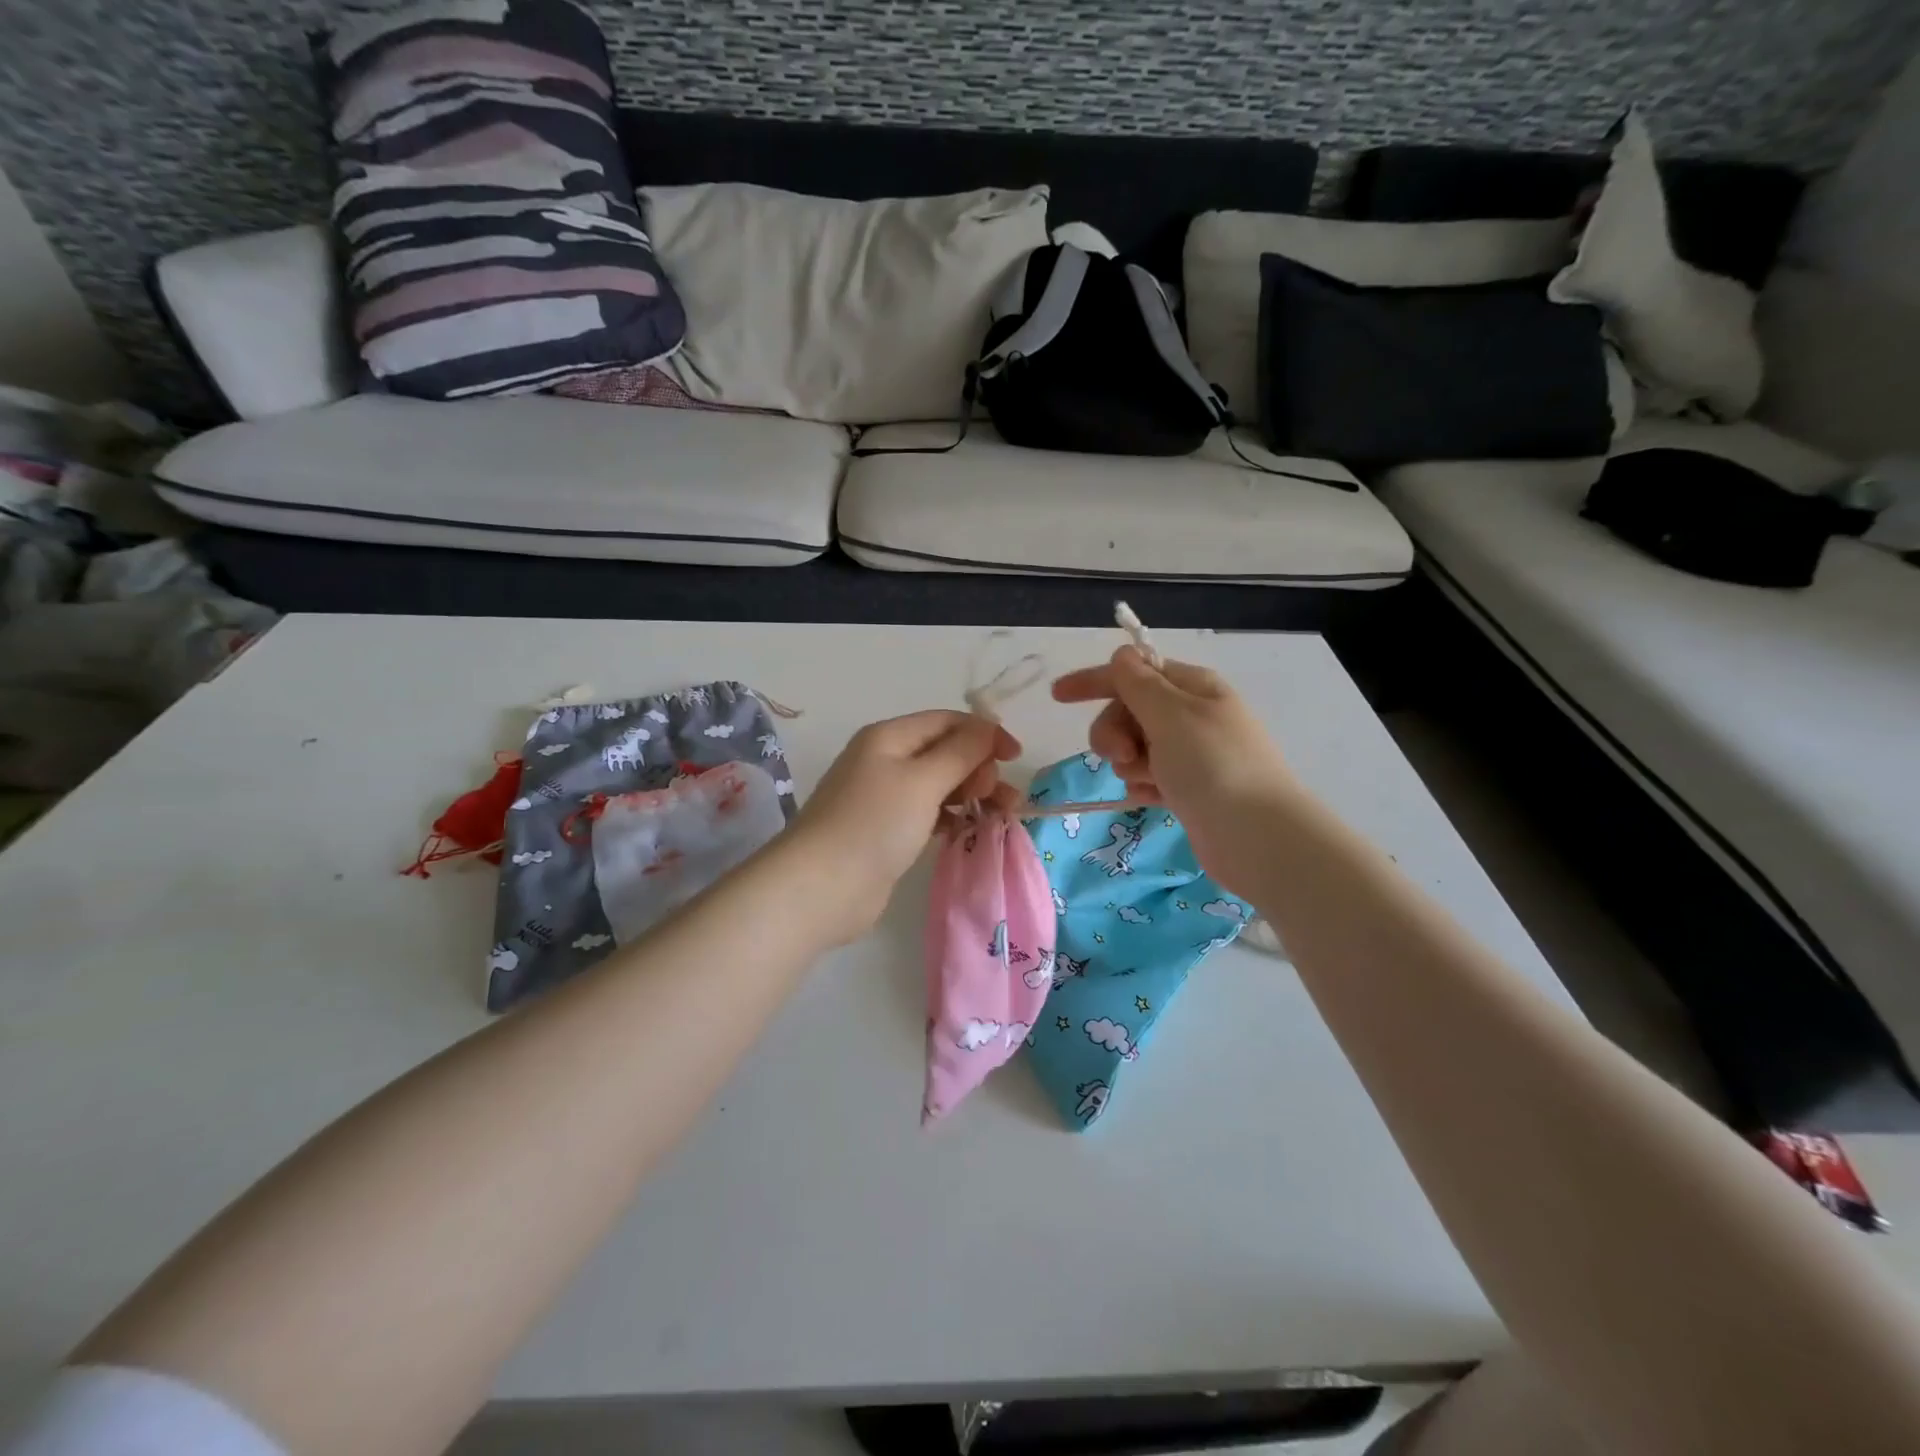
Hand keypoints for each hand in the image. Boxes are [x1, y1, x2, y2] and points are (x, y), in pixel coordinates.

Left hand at [789, 710, 1019, 940]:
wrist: (822, 888)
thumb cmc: (875, 824)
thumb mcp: (923, 781)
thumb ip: (961, 752)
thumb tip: (987, 727)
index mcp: (889, 737)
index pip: (946, 721)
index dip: (983, 733)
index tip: (1016, 757)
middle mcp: (884, 760)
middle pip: (944, 752)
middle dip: (978, 767)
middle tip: (997, 795)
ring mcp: (883, 797)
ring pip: (939, 784)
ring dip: (971, 794)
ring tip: (1001, 814)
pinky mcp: (886, 831)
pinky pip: (928, 813)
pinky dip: (952, 817)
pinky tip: (969, 830)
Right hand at [1051, 647, 1299, 895]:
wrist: (1256, 836)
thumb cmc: (1213, 766)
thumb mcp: (1171, 715)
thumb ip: (1138, 684)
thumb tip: (1122, 654)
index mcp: (1192, 687)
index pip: (1133, 672)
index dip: (1094, 681)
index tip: (1057, 696)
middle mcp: (1191, 715)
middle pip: (1128, 711)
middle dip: (1114, 732)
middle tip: (1122, 756)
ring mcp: (1190, 753)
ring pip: (1134, 746)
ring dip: (1128, 762)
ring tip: (1146, 781)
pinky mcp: (1188, 788)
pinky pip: (1147, 776)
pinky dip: (1142, 784)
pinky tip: (1150, 798)